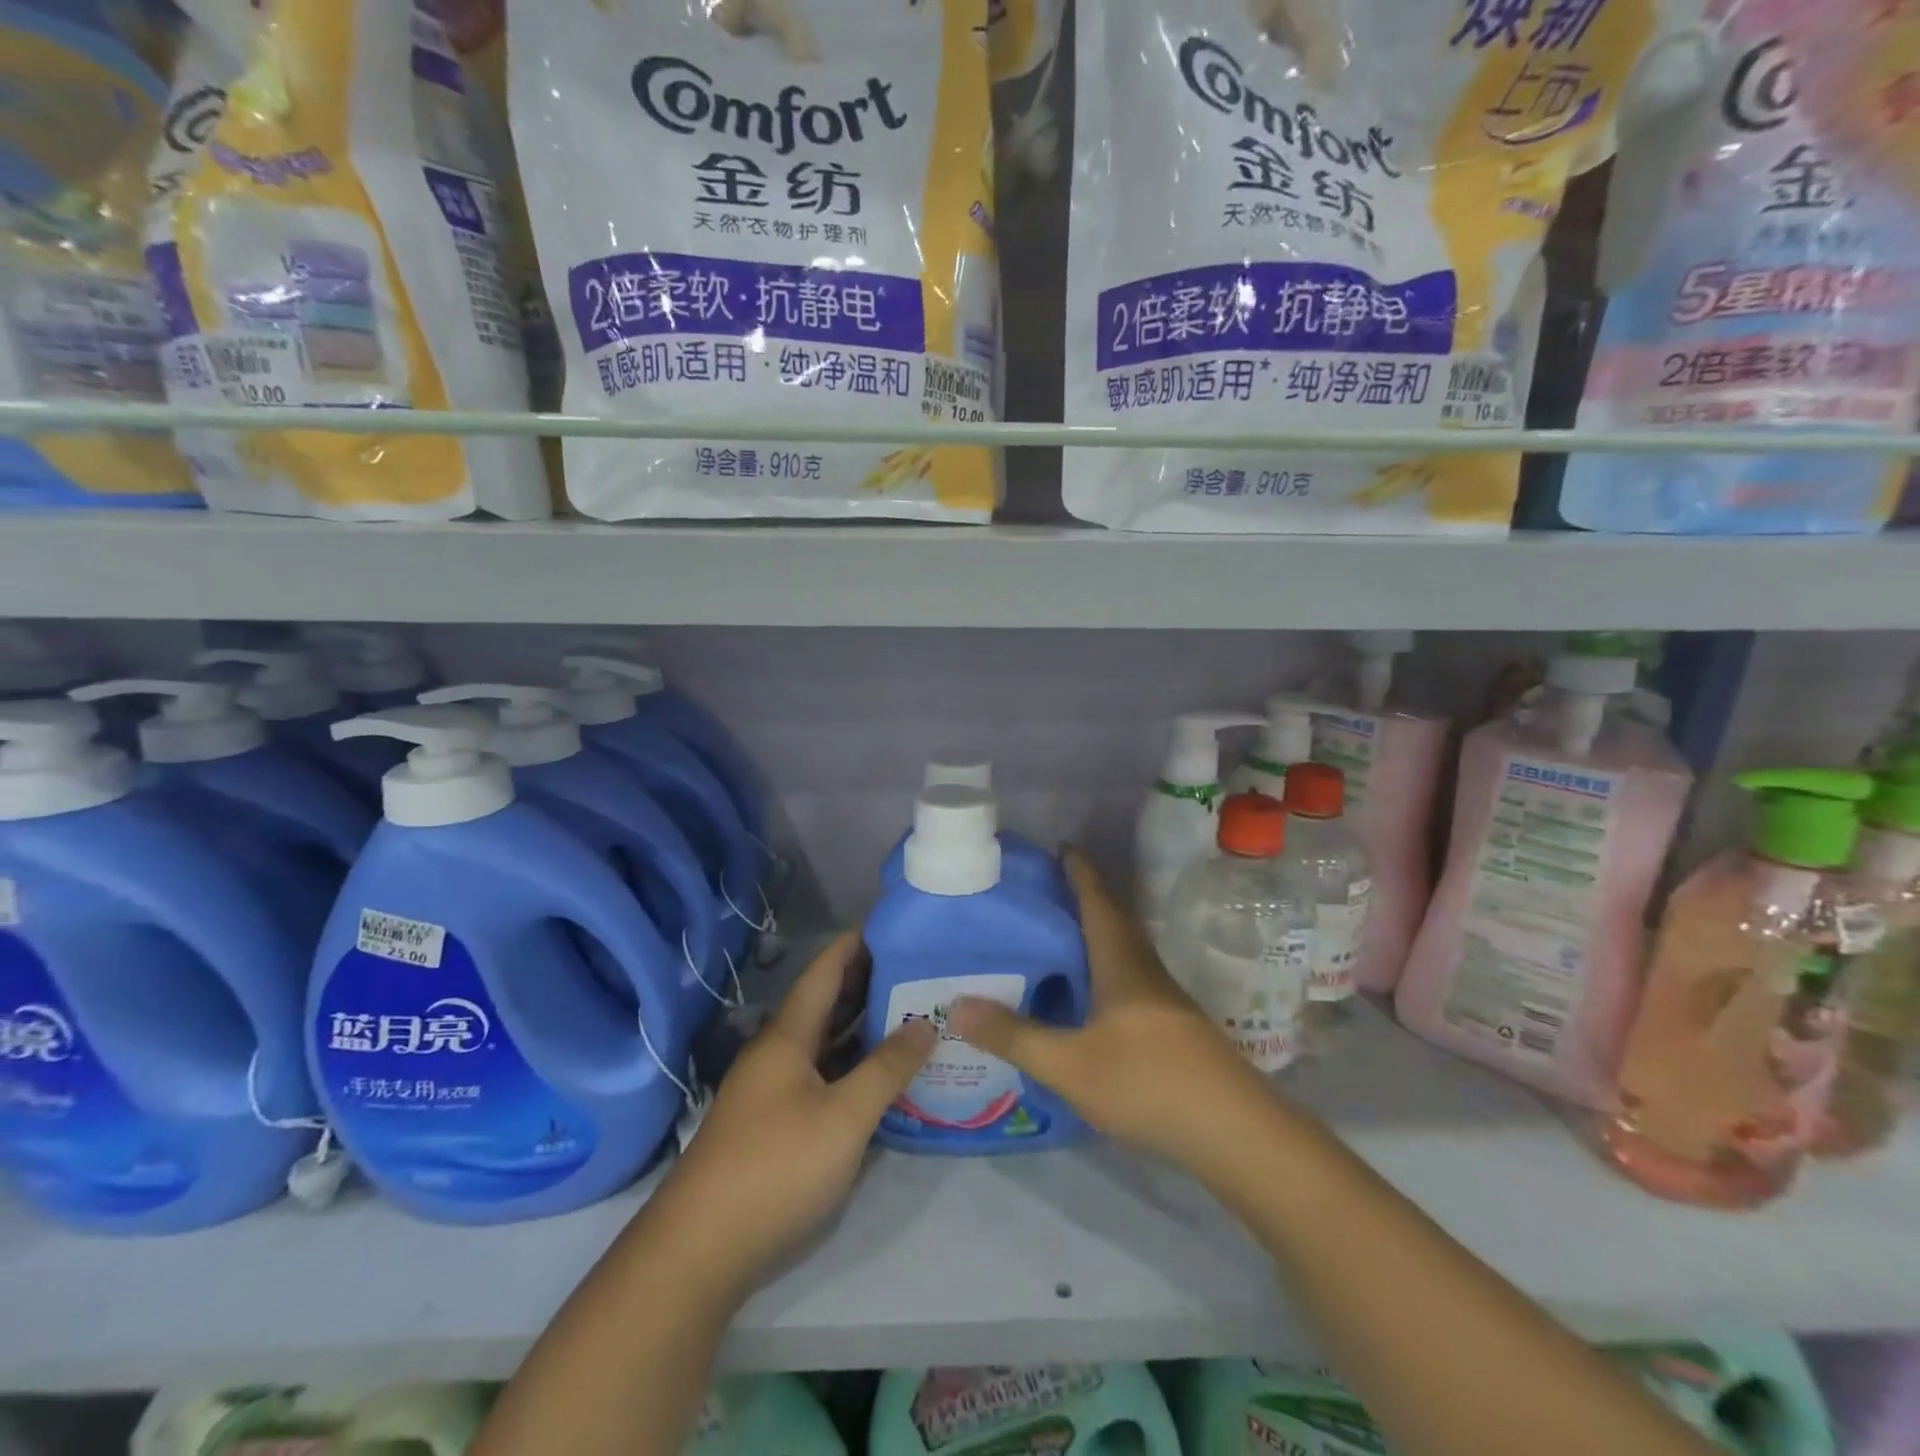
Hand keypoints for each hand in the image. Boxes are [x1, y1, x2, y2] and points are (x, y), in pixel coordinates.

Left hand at [649, 932, 935, 1294]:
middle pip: (825, 1003)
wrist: (698, 1251)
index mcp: (788, 1035)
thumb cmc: (775, 1168)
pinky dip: (851, 1064)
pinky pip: (820, 1075)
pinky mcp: (773, 1123)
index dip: (856, 944)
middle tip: (919, 969)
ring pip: (824, 1042)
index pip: (825, 970)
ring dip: (862, 1025)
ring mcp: (772, 1089)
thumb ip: (887, 1068)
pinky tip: (880, 1074)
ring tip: (911, 1012)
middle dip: (868, 982)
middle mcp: (778, 1052)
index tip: (895, 926)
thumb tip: (925, 1024)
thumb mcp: (844, 1117)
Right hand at [947, 848, 1277, 1174]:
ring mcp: (1163, 998)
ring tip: (1055, 936)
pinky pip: (1128, 979)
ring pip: (1122, 950)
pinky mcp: (1172, 1026)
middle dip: (1082, 898)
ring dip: (1093, 934)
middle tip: (1042, 891)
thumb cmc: (1148, 1082)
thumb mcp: (1069, 1064)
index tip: (1059, 845)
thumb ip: (1014, 1035)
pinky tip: (1086, 994)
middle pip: (1112, 919)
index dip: (1080, 870)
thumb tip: (955, 1006)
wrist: (1234, 1131)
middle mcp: (1144, 969)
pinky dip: (1103, 969)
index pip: (1098, 899)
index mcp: (1121, 961)